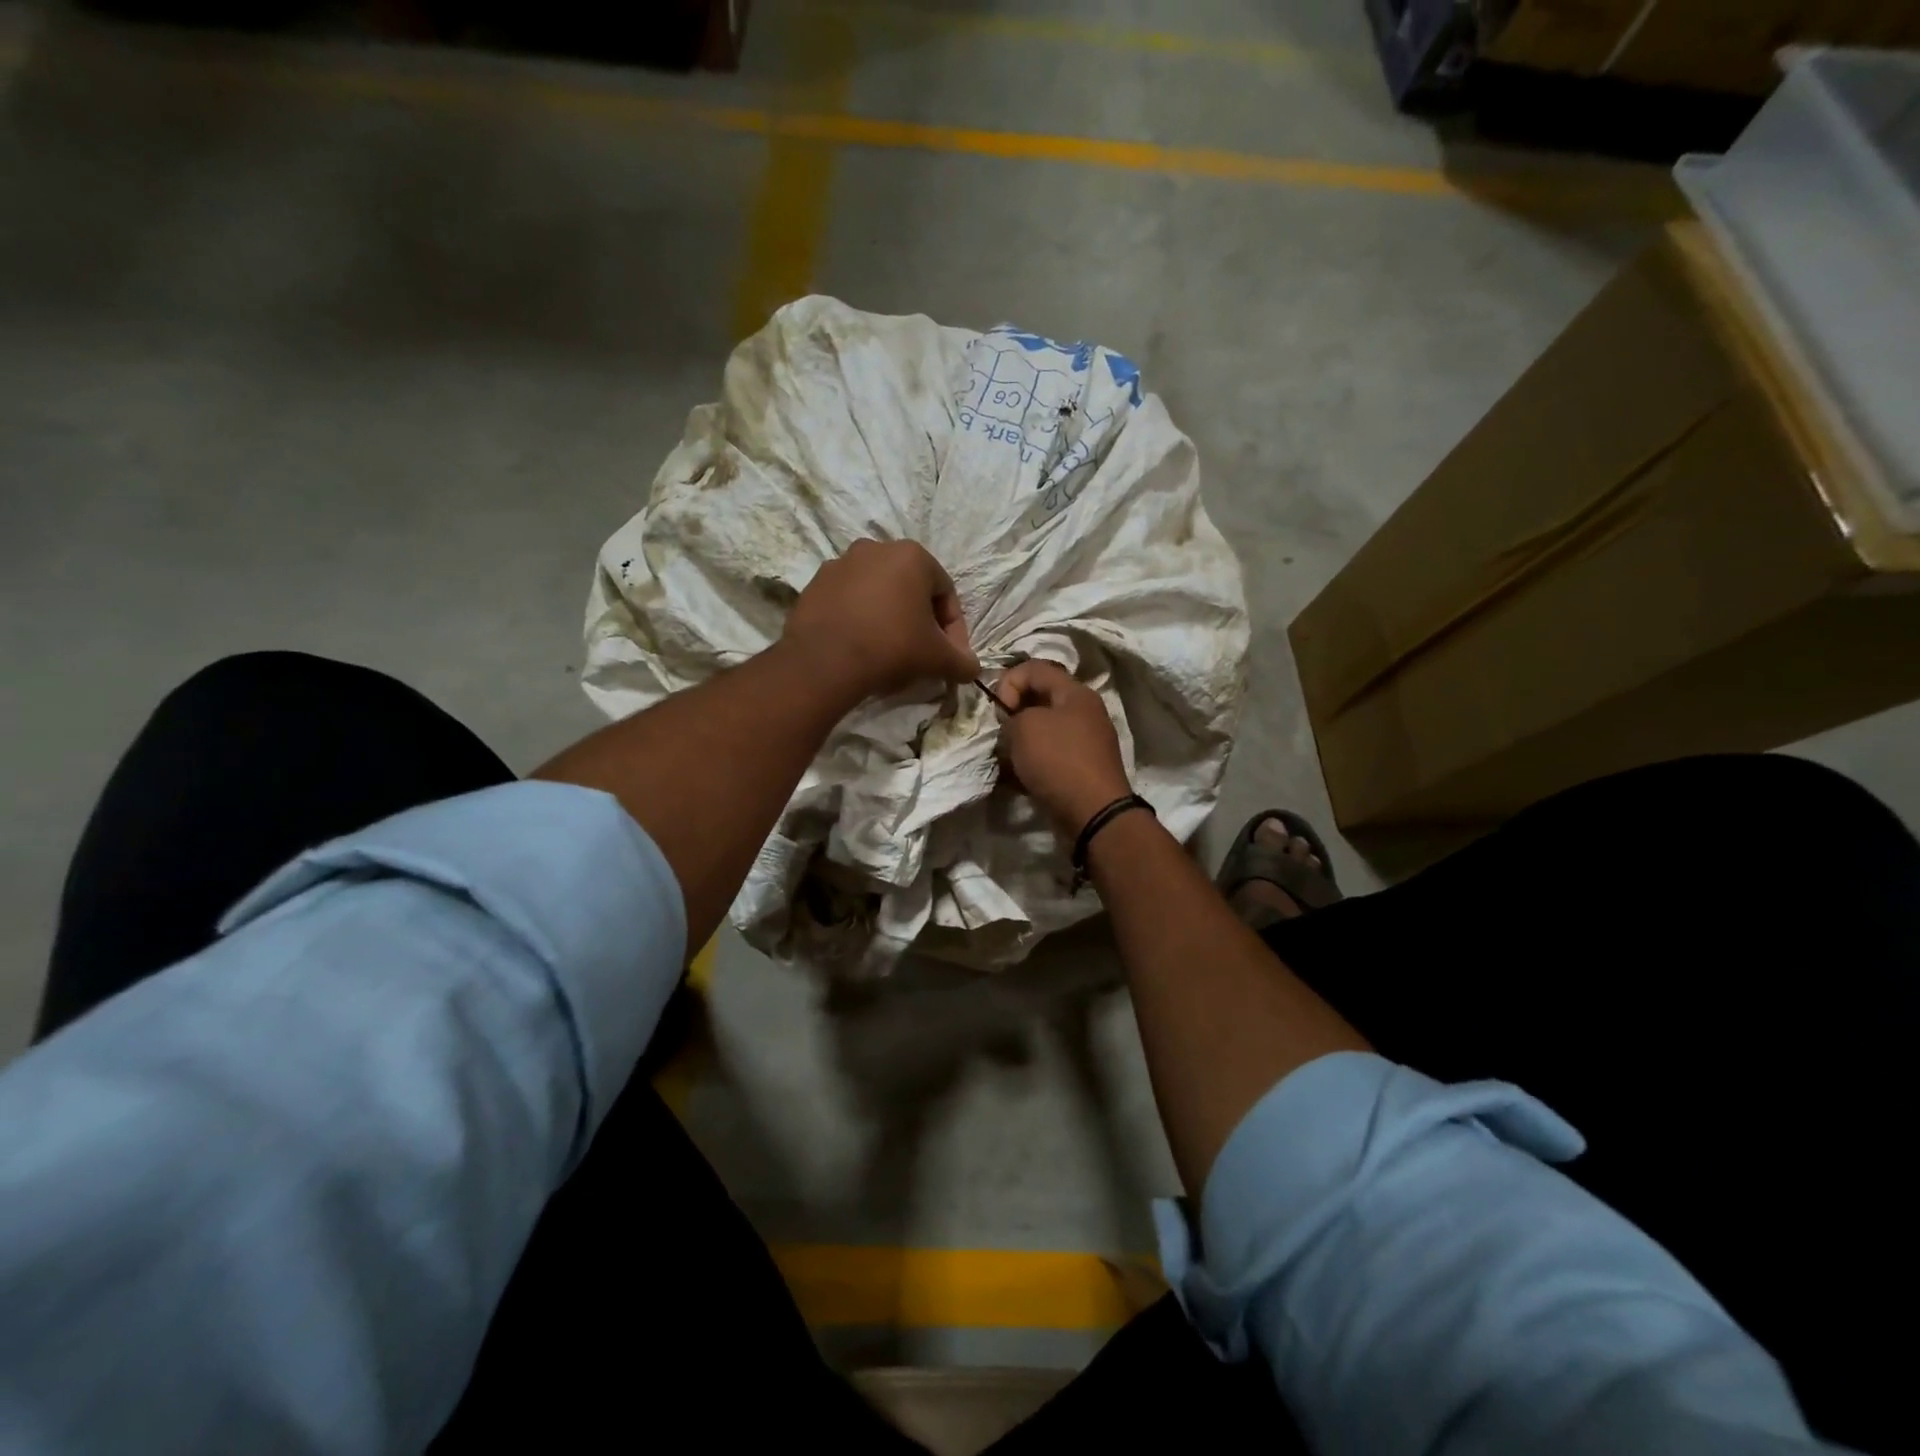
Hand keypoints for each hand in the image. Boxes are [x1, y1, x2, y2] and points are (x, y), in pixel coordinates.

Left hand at [783, 539, 979, 701]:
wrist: (825, 661)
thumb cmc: (892, 647)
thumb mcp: (938, 658)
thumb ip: (963, 661)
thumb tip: (972, 668)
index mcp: (912, 555)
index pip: (945, 593)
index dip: (953, 629)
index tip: (950, 656)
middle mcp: (875, 548)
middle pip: (910, 589)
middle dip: (920, 620)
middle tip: (921, 653)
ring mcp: (840, 563)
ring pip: (878, 593)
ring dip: (888, 617)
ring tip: (888, 651)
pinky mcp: (815, 584)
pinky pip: (848, 601)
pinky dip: (859, 619)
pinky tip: (860, 646)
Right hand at [997, 659, 1131, 835]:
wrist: (1093, 814)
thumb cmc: (1058, 760)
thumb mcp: (1025, 727)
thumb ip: (1012, 713)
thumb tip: (1015, 721)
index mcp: (1076, 692)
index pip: (1034, 668)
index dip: (1009, 682)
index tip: (999, 710)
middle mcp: (1085, 712)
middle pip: (1040, 699)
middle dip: (1014, 713)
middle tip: (1002, 733)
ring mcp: (1085, 742)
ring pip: (1043, 730)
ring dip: (1021, 740)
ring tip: (1009, 758)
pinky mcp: (1081, 768)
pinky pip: (1050, 755)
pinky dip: (1033, 762)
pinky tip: (1020, 777)